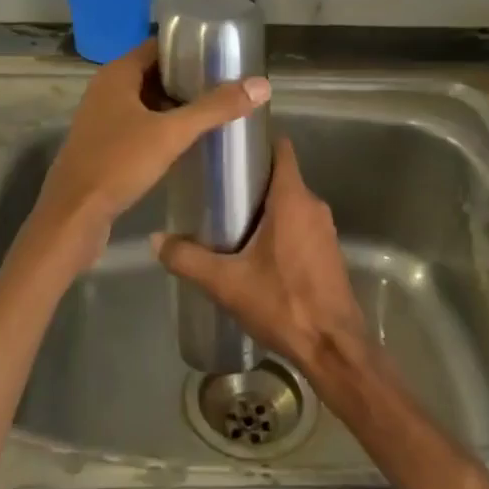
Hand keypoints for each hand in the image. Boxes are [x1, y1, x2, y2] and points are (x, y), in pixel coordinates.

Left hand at [35, 40, 269, 240]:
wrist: (73, 217)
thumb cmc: (118, 164)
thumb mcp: (171, 133)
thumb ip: (215, 108)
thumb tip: (261, 85)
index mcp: (117, 75)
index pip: (157, 47)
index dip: (188, 49)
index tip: (222, 57)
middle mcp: (106, 90)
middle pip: (154, 74)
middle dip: (188, 79)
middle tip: (226, 86)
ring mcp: (102, 119)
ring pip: (147, 102)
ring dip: (176, 105)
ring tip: (215, 111)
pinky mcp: (104, 145)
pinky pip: (139, 125)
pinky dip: (162, 127)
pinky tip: (188, 141)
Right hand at [153, 138, 365, 373]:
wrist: (333, 347)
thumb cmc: (282, 302)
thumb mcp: (226, 282)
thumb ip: (187, 259)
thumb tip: (154, 240)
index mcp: (292, 199)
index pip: (281, 149)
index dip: (258, 141)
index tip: (230, 148)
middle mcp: (313, 205)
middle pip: (282, 176)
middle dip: (252, 179)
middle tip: (217, 188)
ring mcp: (325, 229)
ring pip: (291, 202)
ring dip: (266, 206)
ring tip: (230, 218)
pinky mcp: (328, 251)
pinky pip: (301, 224)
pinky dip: (280, 226)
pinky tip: (256, 249)